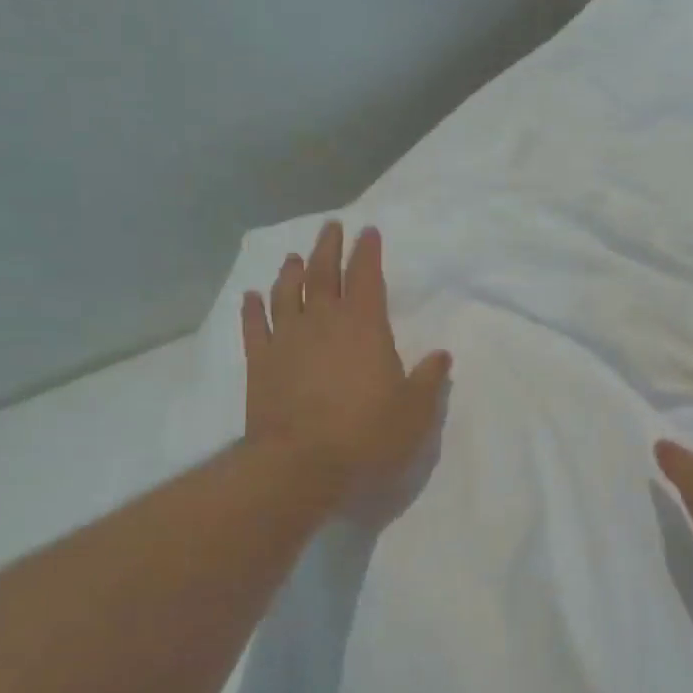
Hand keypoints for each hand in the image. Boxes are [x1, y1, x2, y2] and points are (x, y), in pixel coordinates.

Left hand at [241, 221, 450, 504]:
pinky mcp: (259, 363)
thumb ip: (428, 380)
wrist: (299, 465)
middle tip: (331, 227)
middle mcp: (322, 322)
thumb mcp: (414, 412)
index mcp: (364, 326)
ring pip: (286, 293)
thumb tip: (442, 355)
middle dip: (329, 248)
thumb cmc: (366, 435)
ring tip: (294, 257)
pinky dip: (251, 308)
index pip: (366, 276)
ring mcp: (286, 340)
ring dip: (291, 272)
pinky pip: (253, 326)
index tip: (369, 231)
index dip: (368, 252)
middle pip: (323, 273)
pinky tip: (251, 296)